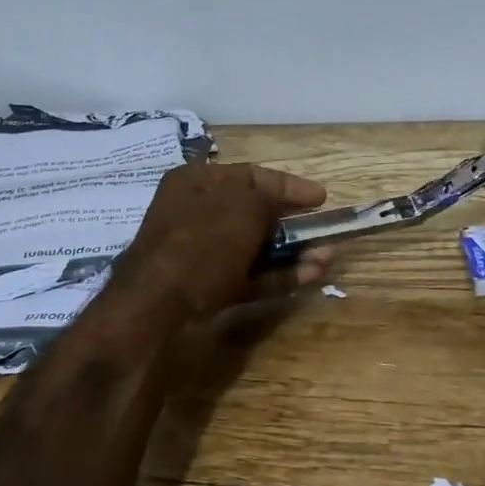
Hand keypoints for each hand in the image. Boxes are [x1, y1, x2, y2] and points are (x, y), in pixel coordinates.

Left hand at [113, 161, 333, 318]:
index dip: (289, 184)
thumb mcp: (243, 208)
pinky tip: (311, 276)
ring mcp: (201, 254)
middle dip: (293, 223)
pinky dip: (279, 276)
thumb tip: (281, 207)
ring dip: (293, 253)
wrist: (157, 310)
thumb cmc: (202, 243)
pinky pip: (250, 276)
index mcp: (196, 182)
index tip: (321, 198)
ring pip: (256, 248)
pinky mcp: (208, 288)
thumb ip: (270, 200)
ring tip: (327, 257)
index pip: (251, 175)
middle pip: (254, 213)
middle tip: (325, 231)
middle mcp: (196, 213)